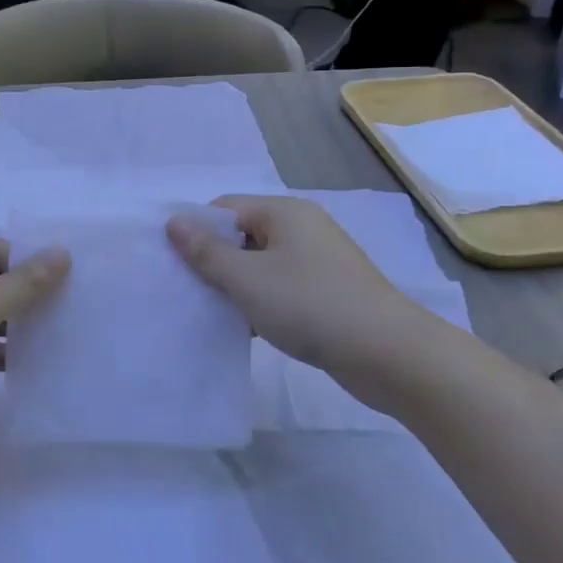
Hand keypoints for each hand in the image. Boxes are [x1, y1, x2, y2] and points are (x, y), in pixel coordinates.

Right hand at [166, 195, 426, 384]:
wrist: (389, 354)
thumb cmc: (310, 305)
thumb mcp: (247, 279)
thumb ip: (206, 252)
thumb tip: (173, 222)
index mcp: (284, 213)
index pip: (225, 208)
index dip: (197, 232)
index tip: (175, 264)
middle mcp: (302, 229)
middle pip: (242, 236)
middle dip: (214, 262)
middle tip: (188, 291)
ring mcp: (318, 262)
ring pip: (261, 266)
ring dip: (237, 286)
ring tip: (212, 313)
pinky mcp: (328, 293)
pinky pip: (281, 288)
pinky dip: (261, 303)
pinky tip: (246, 329)